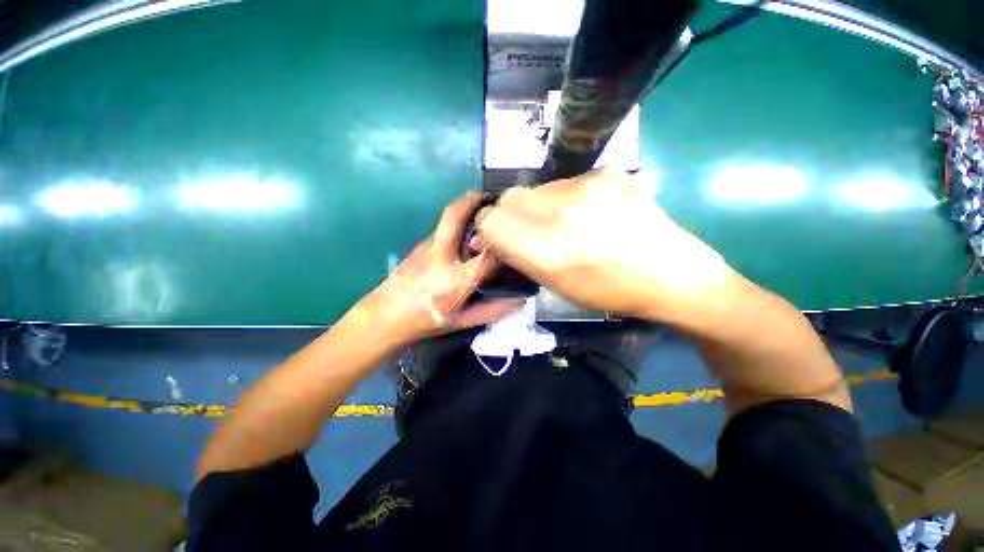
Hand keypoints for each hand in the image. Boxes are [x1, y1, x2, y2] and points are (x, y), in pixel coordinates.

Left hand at [358, 193, 524, 347]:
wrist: (383, 317)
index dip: (503, 242)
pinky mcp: (417, 246)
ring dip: (462, 209)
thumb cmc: (425, 321)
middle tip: (487, 196)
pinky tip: (460, 235)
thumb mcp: (462, 321)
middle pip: (455, 216)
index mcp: (458, 279)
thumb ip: (492, 311)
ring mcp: (427, 247)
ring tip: (478, 212)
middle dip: (471, 200)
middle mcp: (442, 256)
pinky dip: (453, 224)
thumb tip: (520, 301)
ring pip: (445, 219)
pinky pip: (440, 229)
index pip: (487, 254)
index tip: (513, 234)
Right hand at [474, 170, 736, 326]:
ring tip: (561, 224)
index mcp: (548, 249)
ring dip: (536, 207)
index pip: (491, 220)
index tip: (497, 239)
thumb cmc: (610, 292)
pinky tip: (584, 214)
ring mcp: (587, 186)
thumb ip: (519, 256)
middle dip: (509, 215)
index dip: (487, 229)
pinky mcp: (607, 173)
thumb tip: (493, 237)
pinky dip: (561, 199)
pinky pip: (563, 183)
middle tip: (527, 232)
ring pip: (535, 189)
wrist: (673, 274)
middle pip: (509, 197)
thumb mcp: (555, 284)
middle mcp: (562, 211)